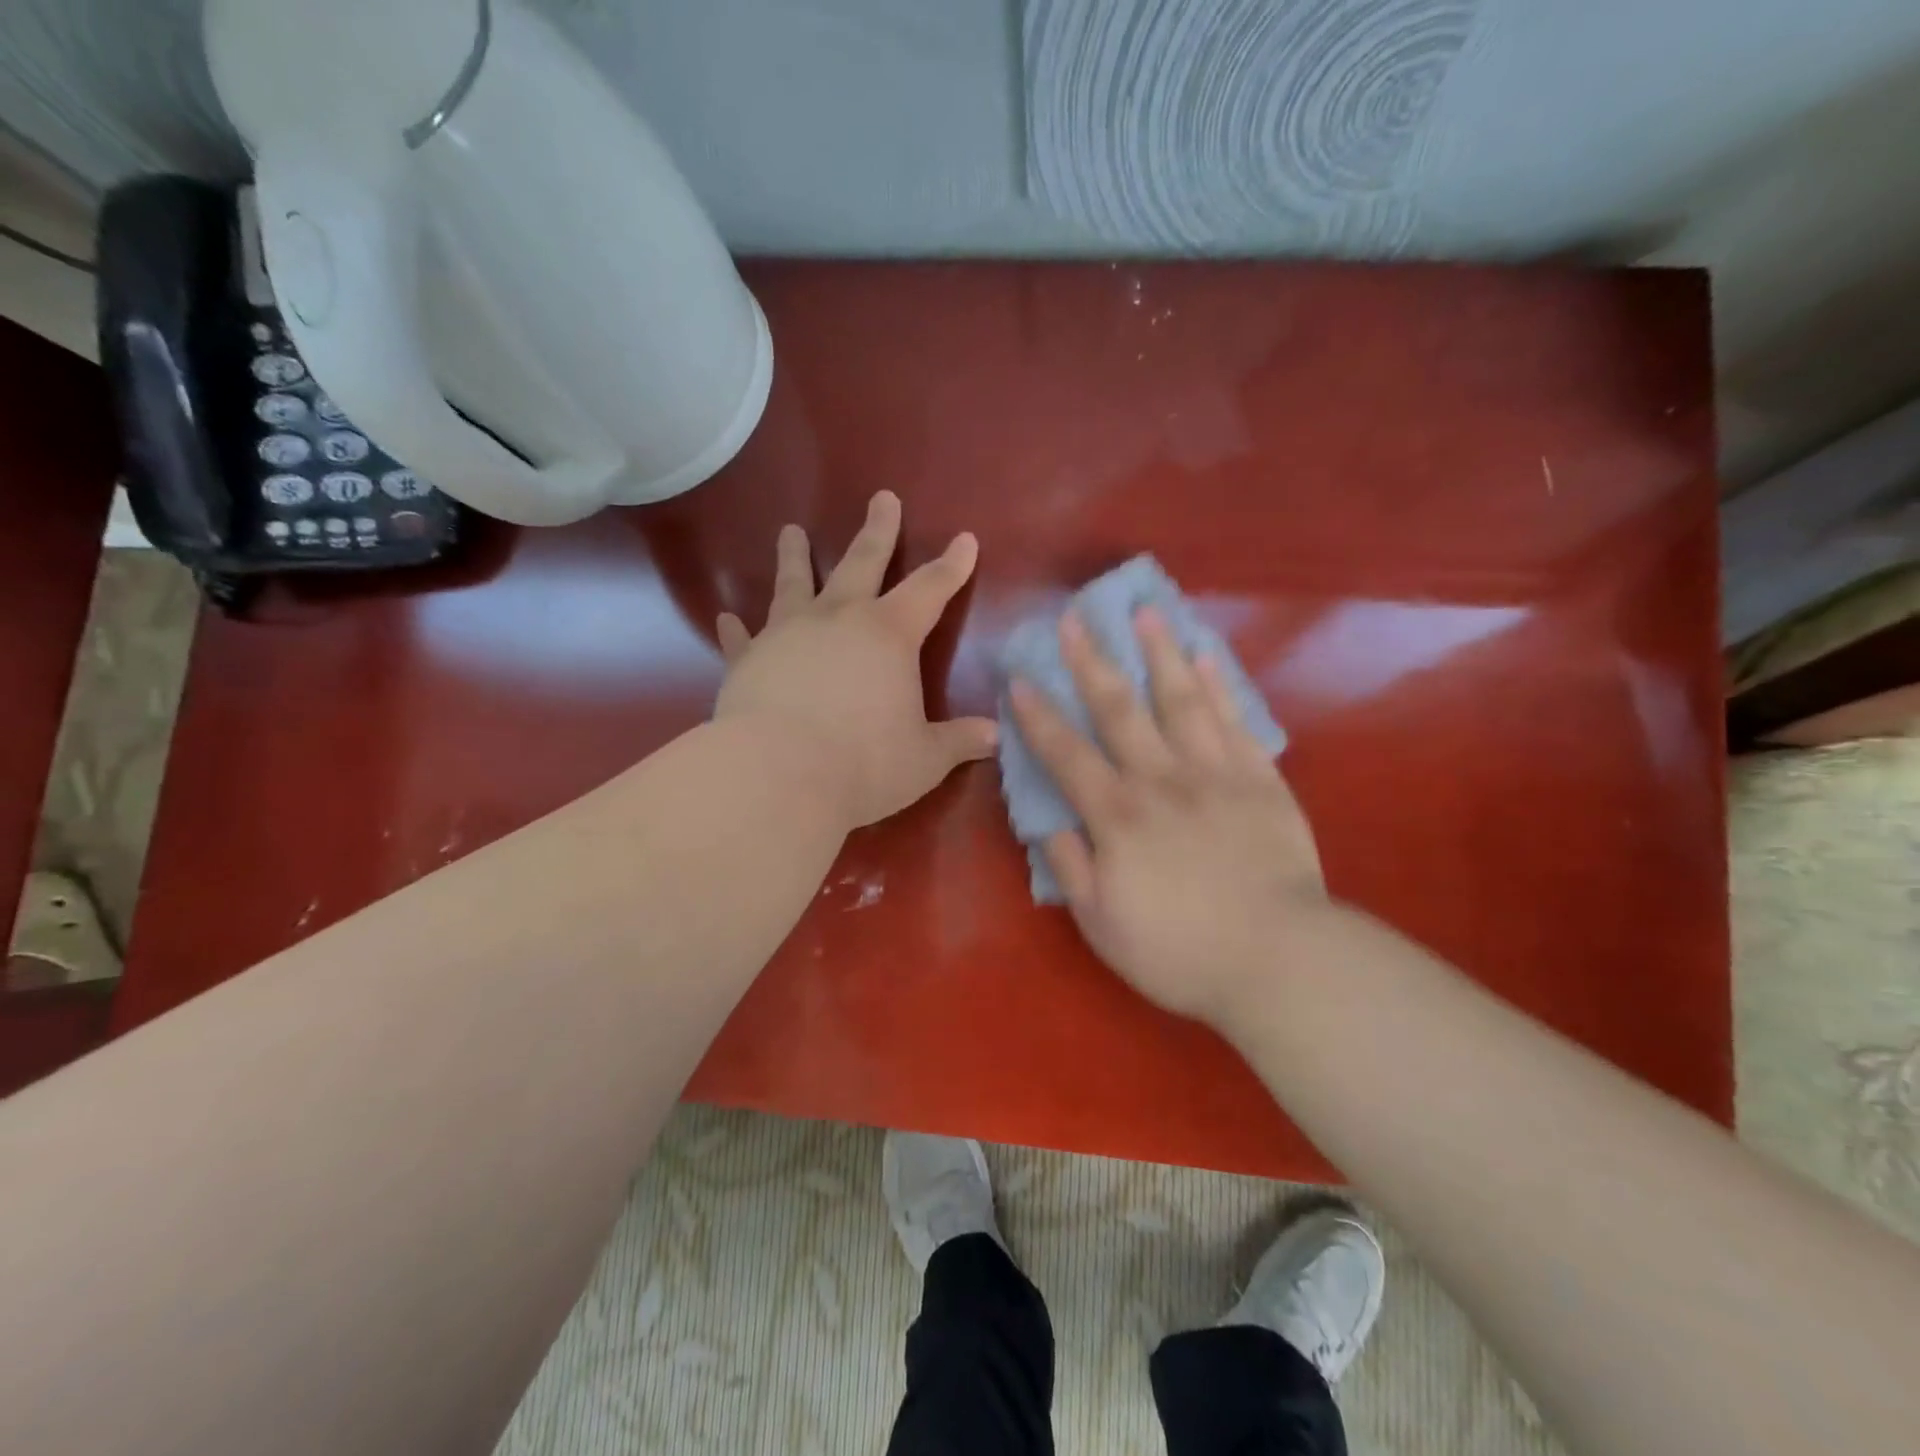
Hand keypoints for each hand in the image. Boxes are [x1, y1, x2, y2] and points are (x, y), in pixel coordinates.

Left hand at [714, 491, 997, 829]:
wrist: (778, 775)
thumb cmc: (864, 763)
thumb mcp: (925, 758)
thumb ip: (959, 741)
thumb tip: (996, 735)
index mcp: (889, 635)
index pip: (930, 590)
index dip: (952, 566)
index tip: (965, 539)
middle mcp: (839, 620)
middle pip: (862, 563)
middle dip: (878, 531)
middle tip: (882, 497)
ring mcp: (787, 635)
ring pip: (793, 585)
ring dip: (794, 558)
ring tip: (790, 531)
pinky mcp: (748, 661)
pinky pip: (742, 639)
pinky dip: (735, 629)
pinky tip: (726, 617)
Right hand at [1008, 607, 1327, 1028]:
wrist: (1280, 960)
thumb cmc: (1180, 951)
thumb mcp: (1102, 924)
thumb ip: (1071, 868)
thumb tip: (1050, 823)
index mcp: (1117, 816)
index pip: (1067, 754)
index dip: (1039, 716)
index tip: (1019, 679)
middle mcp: (1161, 780)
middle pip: (1119, 709)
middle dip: (1090, 661)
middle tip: (1074, 618)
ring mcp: (1215, 773)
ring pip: (1181, 700)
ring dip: (1158, 653)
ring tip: (1144, 612)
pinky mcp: (1260, 779)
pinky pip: (1235, 721)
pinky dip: (1219, 685)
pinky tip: (1205, 654)